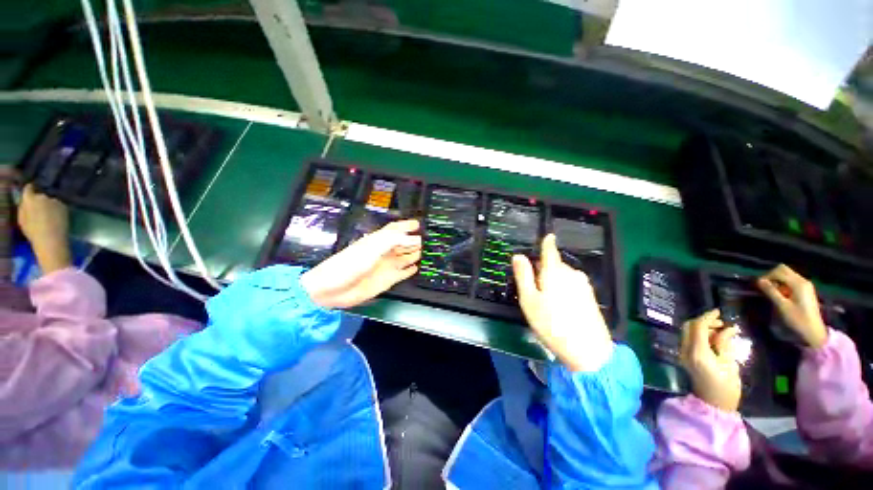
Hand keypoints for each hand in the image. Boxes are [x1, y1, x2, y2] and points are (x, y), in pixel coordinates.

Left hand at [17, 184, 70, 273]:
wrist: (50, 243)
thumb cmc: (56, 221)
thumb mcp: (59, 205)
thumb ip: (51, 200)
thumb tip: (48, 198)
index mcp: (29, 197)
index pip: (30, 187)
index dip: (35, 186)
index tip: (41, 187)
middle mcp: (22, 206)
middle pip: (27, 200)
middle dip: (34, 200)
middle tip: (44, 201)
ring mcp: (21, 219)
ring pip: (27, 210)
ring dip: (34, 210)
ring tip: (44, 213)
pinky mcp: (25, 229)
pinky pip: (29, 220)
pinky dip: (34, 220)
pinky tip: (42, 223)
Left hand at [300, 219, 421, 308]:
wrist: (332, 289)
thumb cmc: (349, 264)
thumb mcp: (372, 248)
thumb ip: (394, 241)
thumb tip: (415, 238)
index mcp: (378, 241)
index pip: (395, 229)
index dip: (406, 225)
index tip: (418, 224)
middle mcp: (384, 252)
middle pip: (402, 243)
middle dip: (414, 240)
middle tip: (427, 239)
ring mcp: (386, 266)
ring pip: (405, 257)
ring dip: (414, 253)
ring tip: (426, 251)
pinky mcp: (387, 280)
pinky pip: (402, 273)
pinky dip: (410, 270)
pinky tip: (416, 267)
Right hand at [512, 234, 611, 371]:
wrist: (589, 352)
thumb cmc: (552, 324)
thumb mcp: (529, 299)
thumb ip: (523, 275)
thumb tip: (518, 255)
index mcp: (555, 271)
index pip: (550, 249)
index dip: (546, 241)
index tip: (546, 236)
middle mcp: (572, 273)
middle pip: (554, 264)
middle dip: (542, 269)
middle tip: (532, 288)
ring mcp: (583, 285)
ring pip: (562, 275)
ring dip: (552, 281)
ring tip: (545, 300)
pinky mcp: (590, 297)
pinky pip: (571, 285)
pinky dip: (562, 289)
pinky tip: (559, 307)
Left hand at [680, 309, 741, 412]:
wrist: (713, 406)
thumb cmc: (726, 388)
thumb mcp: (729, 365)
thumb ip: (724, 344)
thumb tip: (727, 328)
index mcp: (697, 352)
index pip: (697, 326)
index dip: (707, 317)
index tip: (719, 311)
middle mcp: (685, 350)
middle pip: (688, 327)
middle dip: (703, 321)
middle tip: (721, 322)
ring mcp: (683, 354)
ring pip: (687, 333)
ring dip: (701, 328)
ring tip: (720, 330)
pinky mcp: (685, 358)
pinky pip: (689, 340)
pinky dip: (699, 335)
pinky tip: (714, 339)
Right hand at [757, 264, 826, 348]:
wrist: (814, 331)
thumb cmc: (798, 319)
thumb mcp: (782, 306)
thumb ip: (771, 291)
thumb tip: (759, 281)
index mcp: (798, 283)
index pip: (779, 271)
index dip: (767, 276)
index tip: (759, 285)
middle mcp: (803, 281)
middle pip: (784, 270)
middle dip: (772, 276)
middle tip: (764, 287)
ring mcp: (805, 285)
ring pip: (787, 275)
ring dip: (777, 280)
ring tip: (772, 292)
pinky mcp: (805, 290)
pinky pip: (791, 281)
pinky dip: (783, 284)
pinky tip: (781, 294)